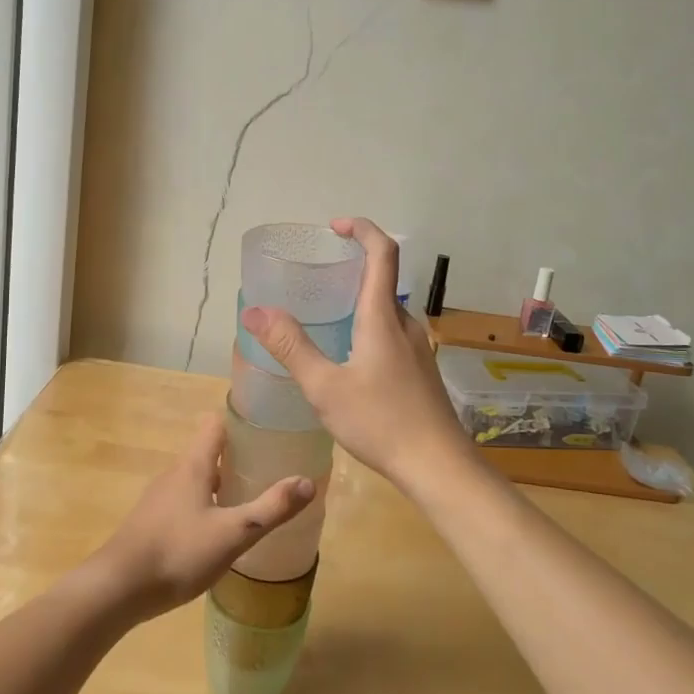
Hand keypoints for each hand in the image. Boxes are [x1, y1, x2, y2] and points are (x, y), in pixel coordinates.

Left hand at [89, 413, 314, 622]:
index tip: (266, 429)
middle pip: (208, 452)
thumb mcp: (233, 534)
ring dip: (221, 484)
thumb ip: (271, 509)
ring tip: (248, 500)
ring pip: (196, 479)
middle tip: (268, 469)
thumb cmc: (177, 553)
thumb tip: (307, 481)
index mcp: (193, 466)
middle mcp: (174, 473)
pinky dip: (204, 506)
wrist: (117, 588)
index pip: (215, 425)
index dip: (240, 422)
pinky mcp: (152, 522)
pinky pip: (184, 502)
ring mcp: (159, 498)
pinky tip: (217, 532)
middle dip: (236, 457)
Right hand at [239, 216, 471, 490]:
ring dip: (359, 299)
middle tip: (317, 274)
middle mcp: (404, 324)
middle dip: (353, 266)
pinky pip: (391, 332)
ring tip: (324, 315)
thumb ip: (291, 347)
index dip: (362, 229)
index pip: (383, 252)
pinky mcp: (419, 371)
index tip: (335, 226)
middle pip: (383, 279)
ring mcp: (416, 348)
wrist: (439, 467)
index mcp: (383, 317)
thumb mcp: (325, 387)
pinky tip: (347, 357)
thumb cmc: (380, 422)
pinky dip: (367, 325)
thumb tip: (254, 311)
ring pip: (386, 310)